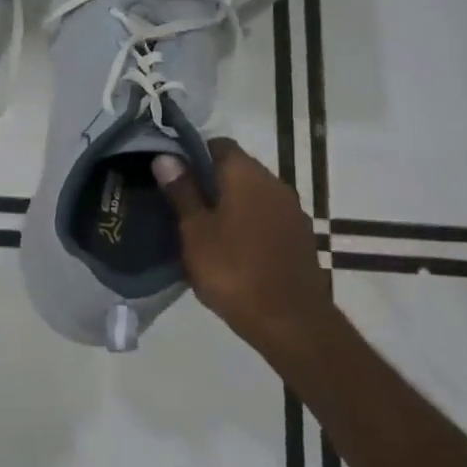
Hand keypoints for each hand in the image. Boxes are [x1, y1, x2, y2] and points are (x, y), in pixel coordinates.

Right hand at [155, 139, 330, 355]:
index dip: (192, 154)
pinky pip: (266, 217)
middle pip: (237, 168)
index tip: (171, 175)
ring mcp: (292, 211)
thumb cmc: (233, 270)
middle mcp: (274, 183)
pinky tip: (230, 247)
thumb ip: (182, 191)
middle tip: (180, 203)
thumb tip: (166, 156)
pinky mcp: (300, 237)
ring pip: (252, 194)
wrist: (290, 322)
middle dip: (209, 181)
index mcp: (246, 175)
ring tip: (201, 228)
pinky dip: (247, 223)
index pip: (219, 144)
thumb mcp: (195, 231)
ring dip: (229, 204)